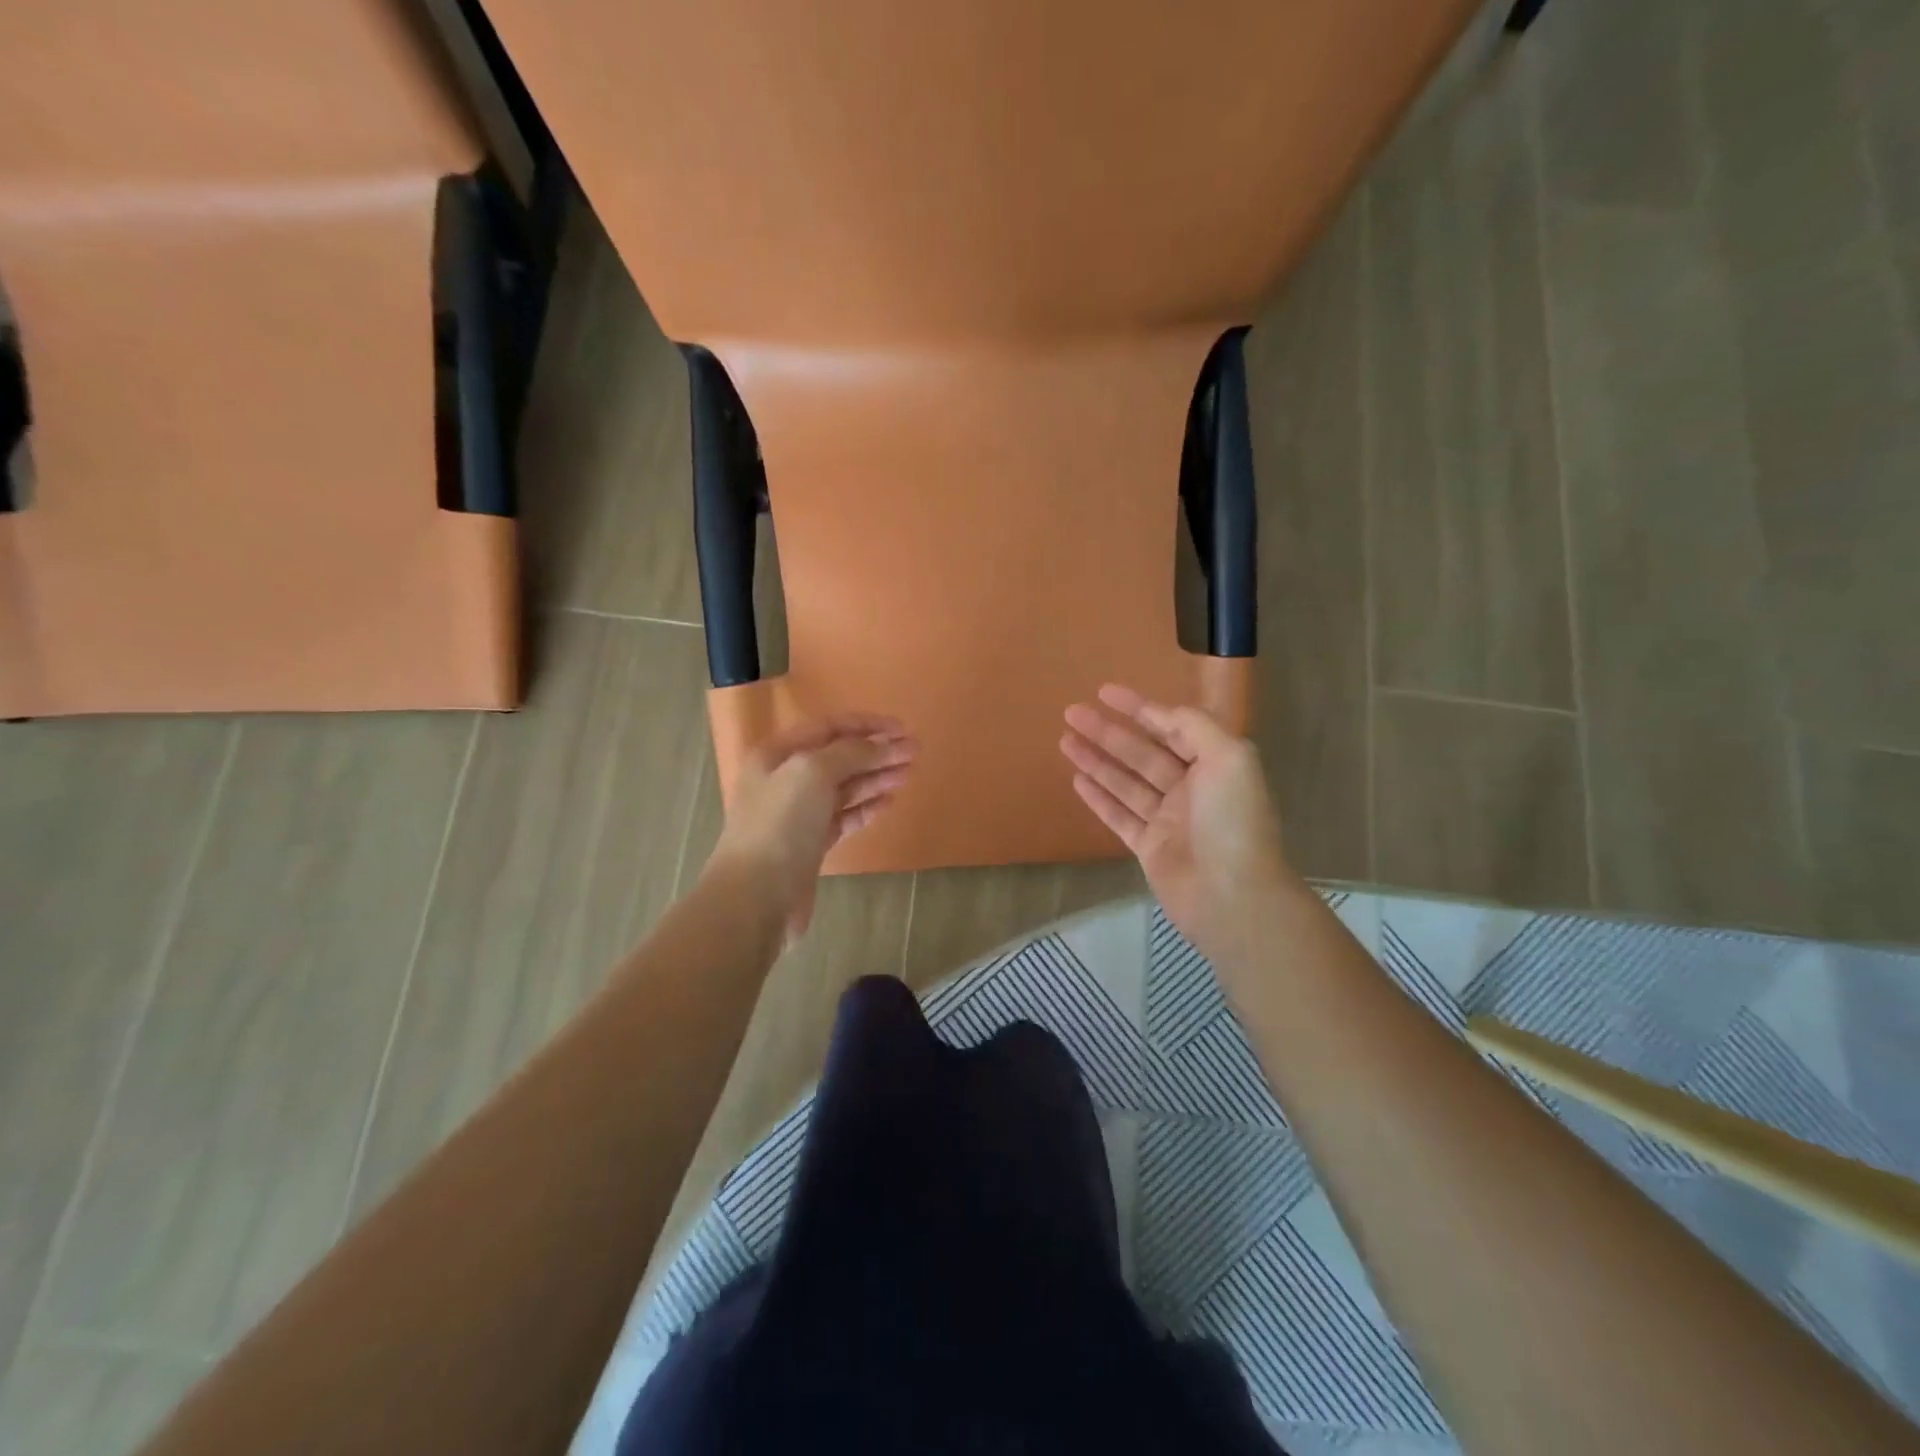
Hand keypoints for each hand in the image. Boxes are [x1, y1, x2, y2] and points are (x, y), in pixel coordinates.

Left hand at [708, 714, 914, 939]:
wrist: (756, 896)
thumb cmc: (780, 824)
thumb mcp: (812, 772)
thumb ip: (851, 752)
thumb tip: (884, 745)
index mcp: (777, 755)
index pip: (828, 727)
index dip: (867, 725)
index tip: (902, 730)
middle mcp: (784, 780)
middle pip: (838, 757)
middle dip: (877, 752)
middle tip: (914, 752)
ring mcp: (797, 815)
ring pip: (844, 788)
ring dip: (876, 778)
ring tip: (908, 774)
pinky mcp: (810, 845)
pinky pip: (843, 817)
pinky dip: (866, 808)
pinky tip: (888, 802)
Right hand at [1060, 684, 1291, 964]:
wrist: (1232, 896)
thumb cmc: (1232, 822)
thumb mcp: (1228, 757)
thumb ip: (1194, 726)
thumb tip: (1160, 712)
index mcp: (1214, 765)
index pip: (1172, 727)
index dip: (1139, 707)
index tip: (1104, 692)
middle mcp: (1191, 789)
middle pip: (1142, 753)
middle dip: (1107, 732)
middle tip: (1071, 713)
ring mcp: (1168, 820)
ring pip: (1125, 782)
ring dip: (1096, 760)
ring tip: (1064, 741)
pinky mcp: (1149, 848)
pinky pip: (1119, 816)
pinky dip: (1098, 797)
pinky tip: (1077, 779)